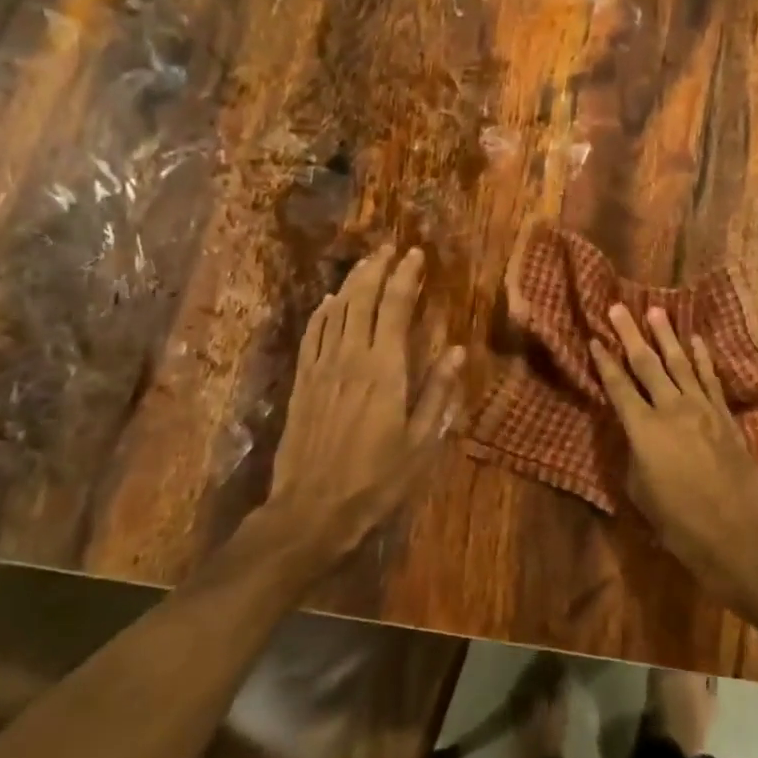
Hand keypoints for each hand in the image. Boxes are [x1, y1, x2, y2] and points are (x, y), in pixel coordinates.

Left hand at [261, 245, 464, 574]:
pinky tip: (329, 301)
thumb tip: (456, 349)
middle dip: (377, 269)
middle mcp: (351, 357)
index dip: (406, 278)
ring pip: (335, 311)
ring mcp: (321, 367)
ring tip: (366, 263)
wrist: (311, 509)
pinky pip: (312, 334)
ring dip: (351, 282)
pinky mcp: (302, 382)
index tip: (416, 255)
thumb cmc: (376, 479)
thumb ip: (438, 393)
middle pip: (361, 299)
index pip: (395, 308)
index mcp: (384, 369)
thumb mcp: (421, 443)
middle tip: (390, 248)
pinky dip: (322, 312)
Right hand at [590, 306, 757, 608]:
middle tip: (618, 308)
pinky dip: (702, 357)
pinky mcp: (725, 416)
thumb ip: (634, 454)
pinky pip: (710, 378)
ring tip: (655, 311)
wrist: (739, 535)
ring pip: (680, 363)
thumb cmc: (679, 524)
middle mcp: (671, 409)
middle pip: (647, 364)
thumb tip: (635, 432)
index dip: (604, 362)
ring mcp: (702, 409)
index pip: (618, 387)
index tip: (595, 339)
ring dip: (666, 336)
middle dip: (630, 335)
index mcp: (643, 430)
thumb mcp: (640, 492)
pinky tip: (695, 340)